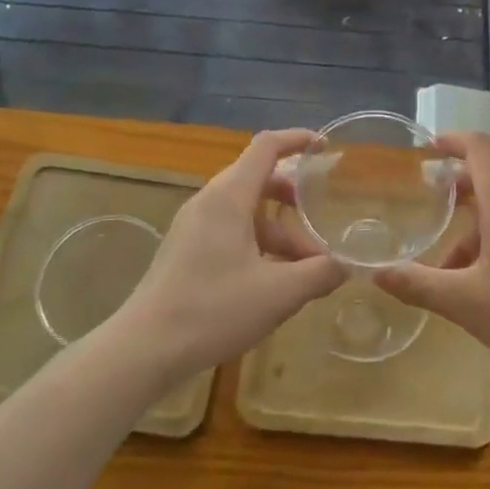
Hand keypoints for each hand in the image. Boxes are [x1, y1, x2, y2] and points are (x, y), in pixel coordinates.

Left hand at [117, 129, 344, 376]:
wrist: (143, 349)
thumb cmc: (213, 310)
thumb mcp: (279, 293)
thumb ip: (319, 274)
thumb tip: (346, 266)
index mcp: (229, 197)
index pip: (266, 147)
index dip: (297, 140)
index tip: (325, 147)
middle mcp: (209, 202)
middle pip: (257, 178)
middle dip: (294, 195)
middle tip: (320, 216)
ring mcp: (193, 226)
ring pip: (245, 211)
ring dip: (279, 229)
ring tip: (306, 267)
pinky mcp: (186, 250)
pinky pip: (230, 231)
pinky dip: (258, 243)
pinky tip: (273, 281)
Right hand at [375, 133, 489, 377]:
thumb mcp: (464, 300)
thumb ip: (418, 284)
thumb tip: (375, 272)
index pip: (478, 147)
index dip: (452, 141)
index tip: (427, 148)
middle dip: (458, 182)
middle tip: (429, 199)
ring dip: (473, 219)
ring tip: (446, 260)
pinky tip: (478, 278)